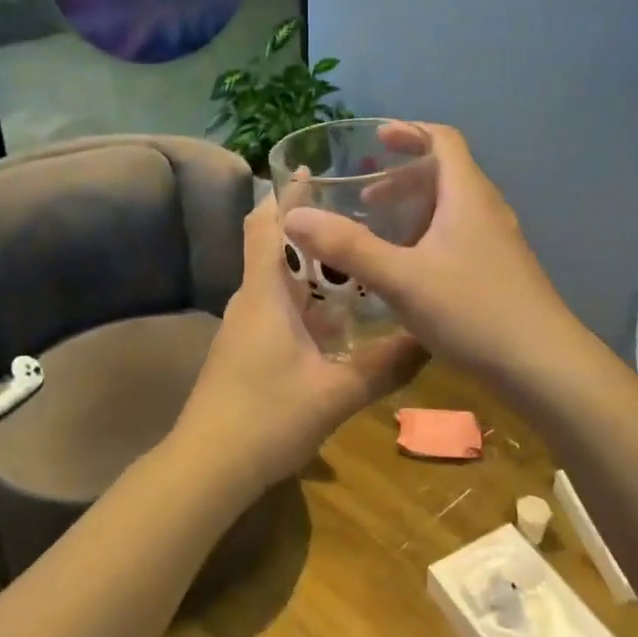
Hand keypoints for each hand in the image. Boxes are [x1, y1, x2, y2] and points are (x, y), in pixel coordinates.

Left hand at [177, 197, 423, 492]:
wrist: (207, 466)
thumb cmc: (267, 418)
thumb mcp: (336, 394)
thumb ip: (385, 367)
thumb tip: (430, 340)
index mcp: (266, 293)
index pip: (268, 225)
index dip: (287, 195)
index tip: (315, 170)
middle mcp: (251, 299)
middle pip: (275, 247)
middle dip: (310, 228)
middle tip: (359, 217)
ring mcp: (245, 326)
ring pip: (279, 281)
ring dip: (311, 268)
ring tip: (359, 261)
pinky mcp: (245, 349)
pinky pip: (277, 308)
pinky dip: (305, 300)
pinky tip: (339, 319)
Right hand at [281, 124, 580, 382]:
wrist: (543, 365)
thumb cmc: (473, 310)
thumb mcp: (401, 278)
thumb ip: (347, 246)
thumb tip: (293, 216)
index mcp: (467, 195)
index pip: (443, 139)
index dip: (409, 132)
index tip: (375, 141)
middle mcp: (486, 209)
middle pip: (445, 173)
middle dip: (402, 177)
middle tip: (365, 196)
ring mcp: (497, 242)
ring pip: (451, 209)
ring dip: (414, 210)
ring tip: (379, 233)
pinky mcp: (499, 271)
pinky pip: (458, 236)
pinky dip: (428, 237)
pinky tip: (407, 272)